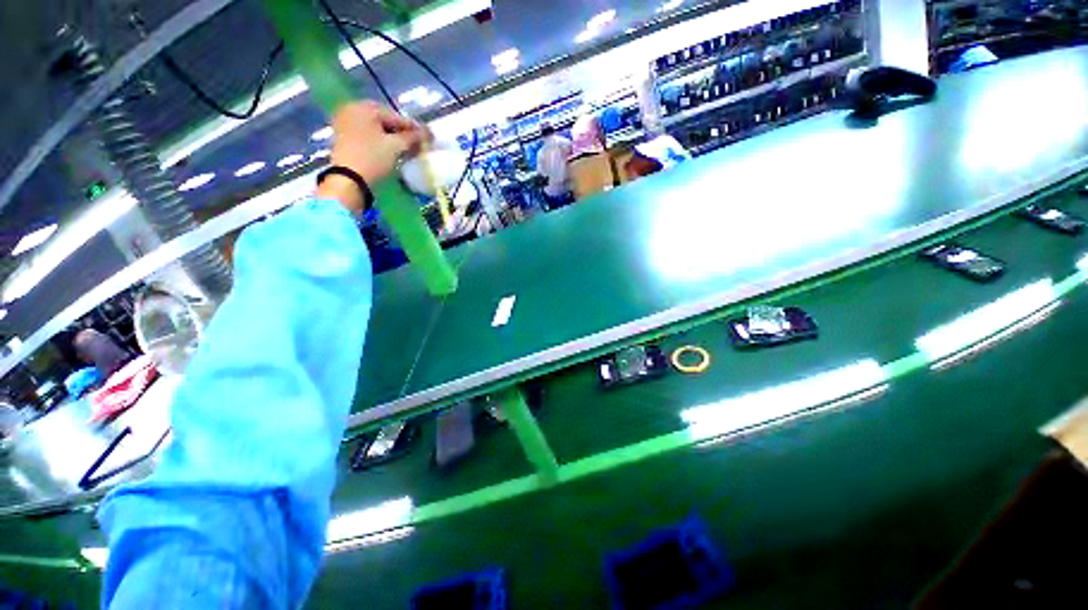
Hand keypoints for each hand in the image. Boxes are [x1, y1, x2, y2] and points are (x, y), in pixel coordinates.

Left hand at [317, 101, 430, 212]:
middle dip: (402, 133)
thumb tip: (427, 133)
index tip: (428, 135)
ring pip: (376, 129)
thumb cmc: (373, 158)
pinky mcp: (343, 137)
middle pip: (384, 121)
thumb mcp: (396, 147)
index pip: (395, 116)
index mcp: (364, 107)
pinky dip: (380, 141)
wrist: (348, 179)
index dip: (414, 127)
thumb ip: (412, 137)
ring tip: (406, 149)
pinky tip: (391, 151)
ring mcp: (345, 123)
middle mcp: (352, 110)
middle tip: (417, 143)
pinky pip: (367, 135)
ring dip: (392, 138)